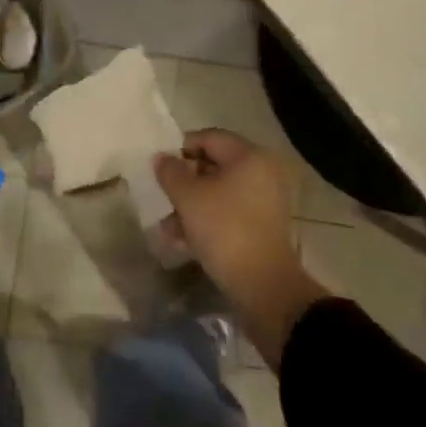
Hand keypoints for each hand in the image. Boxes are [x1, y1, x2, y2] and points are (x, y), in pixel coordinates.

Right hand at [155, 130, 327, 366]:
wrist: (265, 289)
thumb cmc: (225, 231)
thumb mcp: (189, 199)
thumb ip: (171, 172)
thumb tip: (161, 157)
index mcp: (249, 156)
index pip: (209, 138)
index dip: (181, 149)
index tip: (161, 170)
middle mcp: (261, 172)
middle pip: (214, 165)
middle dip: (185, 183)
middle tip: (163, 199)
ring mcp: (264, 201)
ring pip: (219, 193)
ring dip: (191, 207)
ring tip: (168, 230)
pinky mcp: (262, 228)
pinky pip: (229, 213)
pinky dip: (207, 222)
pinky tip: (184, 243)